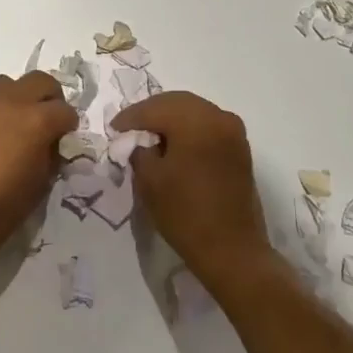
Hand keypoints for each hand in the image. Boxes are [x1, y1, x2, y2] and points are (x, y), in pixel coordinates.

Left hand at [0, 72, 75, 274]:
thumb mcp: (39, 186)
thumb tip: (51, 144)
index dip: (69, 127)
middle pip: (41, 81)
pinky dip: (0, 110)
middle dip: (51, 100)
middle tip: (49, 124)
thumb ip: (50, 156)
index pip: (66, 111)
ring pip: (11, 83)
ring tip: (21, 125)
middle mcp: (12, 102)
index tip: (66, 143)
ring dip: (22, 98)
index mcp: (36, 120)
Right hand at [109, 90, 273, 288]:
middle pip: (176, 102)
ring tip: (149, 135)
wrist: (232, 250)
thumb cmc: (186, 214)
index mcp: (196, 121)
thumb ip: (139, 150)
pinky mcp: (239, 146)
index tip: (113, 128)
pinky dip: (187, 128)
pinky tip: (173, 143)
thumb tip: (138, 140)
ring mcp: (233, 130)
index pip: (154, 108)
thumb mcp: (150, 180)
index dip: (130, 117)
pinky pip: (207, 124)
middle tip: (128, 128)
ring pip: (193, 111)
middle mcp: (218, 116)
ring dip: (170, 119)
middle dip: (150, 113)